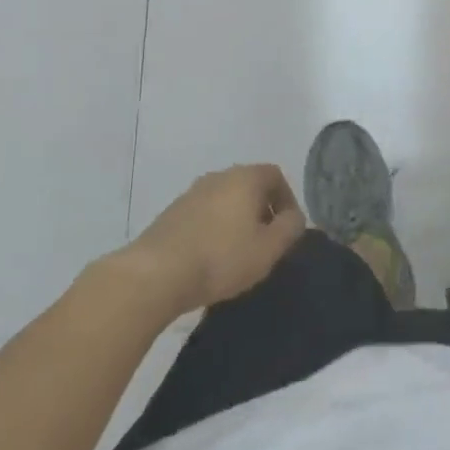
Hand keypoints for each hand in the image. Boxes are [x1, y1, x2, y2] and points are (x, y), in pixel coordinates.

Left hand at [125, 164, 305, 315]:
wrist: (155, 274)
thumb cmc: (221, 257)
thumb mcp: (269, 248)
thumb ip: (290, 228)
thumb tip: (294, 217)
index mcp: (245, 178)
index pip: (276, 175)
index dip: (287, 200)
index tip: (287, 229)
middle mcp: (219, 176)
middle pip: (250, 186)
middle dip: (262, 211)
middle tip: (266, 242)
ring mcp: (191, 193)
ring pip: (225, 200)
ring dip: (237, 220)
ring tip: (238, 253)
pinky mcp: (171, 213)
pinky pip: (204, 214)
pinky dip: (214, 229)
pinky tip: (210, 258)